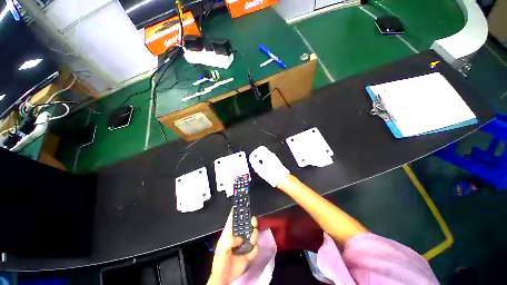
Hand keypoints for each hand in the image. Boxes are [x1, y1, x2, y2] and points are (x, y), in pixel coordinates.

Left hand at [208, 210, 258, 284]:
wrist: (225, 277)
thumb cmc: (220, 261)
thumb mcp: (222, 249)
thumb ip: (230, 241)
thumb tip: (240, 239)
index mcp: (230, 232)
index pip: (234, 219)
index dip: (238, 211)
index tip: (243, 204)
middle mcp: (239, 235)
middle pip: (247, 223)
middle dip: (251, 221)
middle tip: (253, 223)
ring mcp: (245, 243)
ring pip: (253, 233)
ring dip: (254, 235)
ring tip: (251, 240)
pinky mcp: (250, 251)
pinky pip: (256, 247)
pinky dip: (255, 249)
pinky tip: (251, 253)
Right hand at [249, 146, 289, 187]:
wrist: (282, 179)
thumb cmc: (272, 175)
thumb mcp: (259, 169)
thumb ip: (254, 163)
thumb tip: (252, 160)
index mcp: (267, 155)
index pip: (260, 148)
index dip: (254, 152)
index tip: (252, 157)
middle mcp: (271, 155)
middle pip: (263, 150)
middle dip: (257, 154)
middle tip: (254, 159)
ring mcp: (275, 158)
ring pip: (266, 154)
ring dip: (261, 157)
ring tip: (258, 163)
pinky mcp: (276, 161)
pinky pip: (269, 157)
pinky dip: (265, 159)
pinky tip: (264, 166)